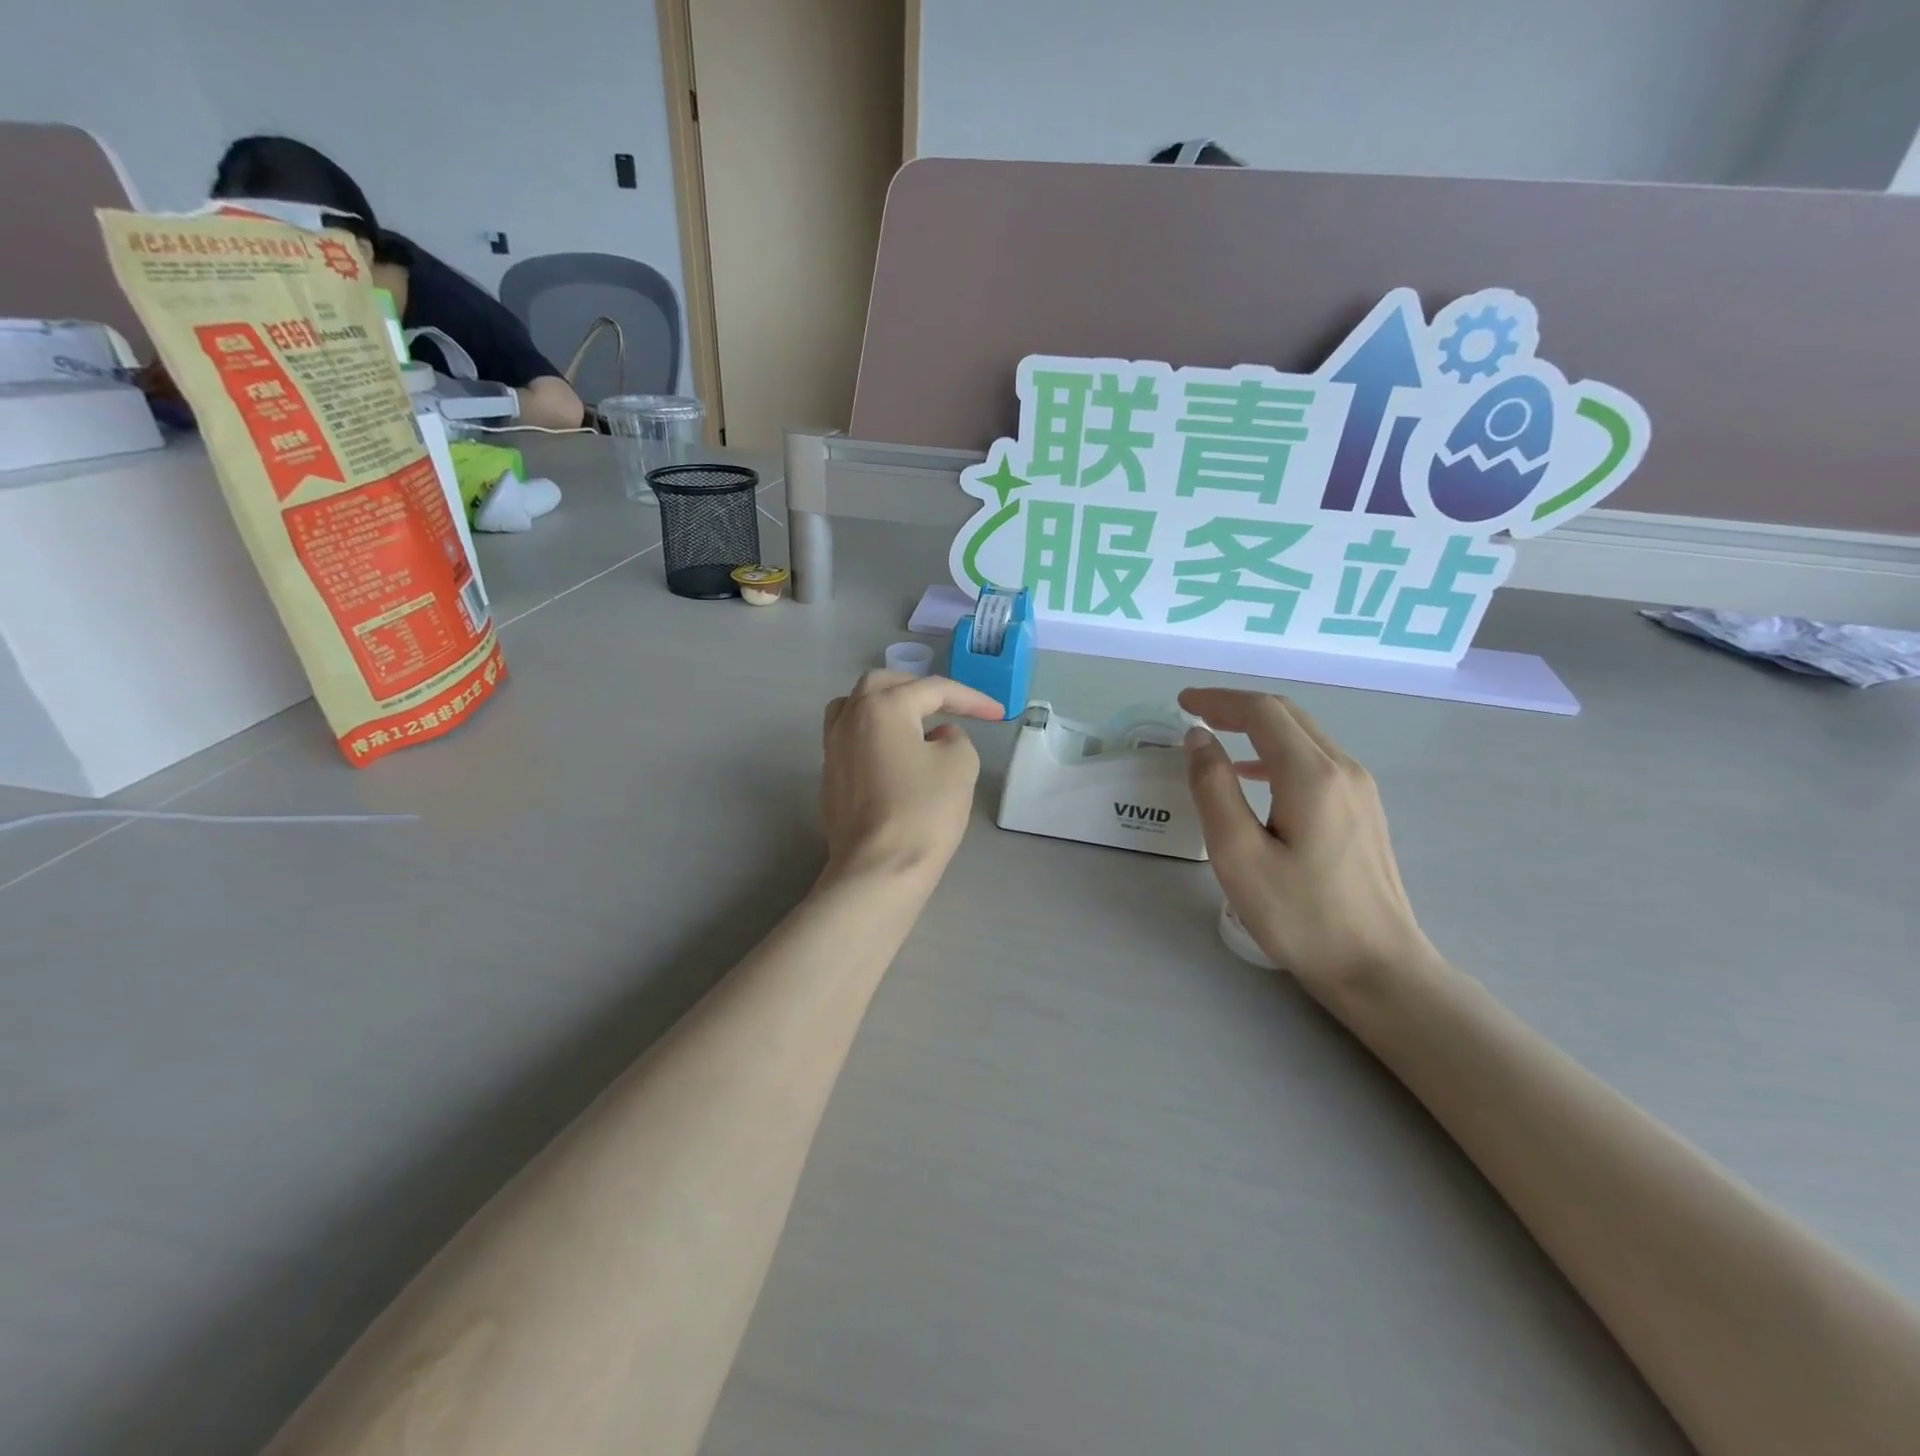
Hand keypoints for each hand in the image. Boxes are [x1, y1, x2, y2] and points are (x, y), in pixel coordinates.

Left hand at [820, 672, 1003, 887]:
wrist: (878, 870)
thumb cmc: (923, 812)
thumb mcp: (960, 765)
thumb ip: (955, 737)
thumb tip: (937, 737)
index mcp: (882, 706)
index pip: (933, 689)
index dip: (971, 699)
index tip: (998, 714)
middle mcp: (850, 718)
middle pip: (884, 685)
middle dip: (920, 690)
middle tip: (949, 706)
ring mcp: (832, 748)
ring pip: (856, 707)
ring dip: (887, 706)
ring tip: (914, 723)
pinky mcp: (829, 777)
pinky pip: (850, 738)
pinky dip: (874, 734)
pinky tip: (895, 755)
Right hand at [1180, 689, 1435, 998]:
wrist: (1378, 968)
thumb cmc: (1300, 915)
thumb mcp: (1238, 854)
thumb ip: (1213, 788)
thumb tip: (1199, 738)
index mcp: (1311, 774)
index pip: (1262, 712)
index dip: (1218, 700)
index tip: (1181, 703)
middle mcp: (1343, 769)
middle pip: (1287, 715)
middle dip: (1237, 707)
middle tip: (1194, 713)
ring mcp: (1360, 789)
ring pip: (1304, 736)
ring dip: (1258, 728)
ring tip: (1217, 739)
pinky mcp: (1364, 810)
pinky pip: (1315, 761)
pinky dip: (1277, 752)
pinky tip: (1255, 777)